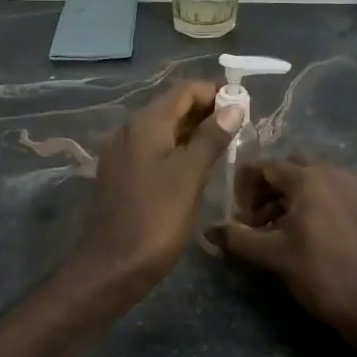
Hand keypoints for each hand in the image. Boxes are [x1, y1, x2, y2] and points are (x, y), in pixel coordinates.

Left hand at [75, 80, 240, 290]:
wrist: (112, 265)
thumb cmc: (155, 218)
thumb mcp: (189, 175)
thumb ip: (211, 138)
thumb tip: (233, 107)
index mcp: (145, 123)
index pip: (184, 91)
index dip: (215, 92)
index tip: (243, 106)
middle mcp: (129, 130)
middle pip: (172, 108)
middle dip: (206, 112)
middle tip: (240, 128)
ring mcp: (122, 154)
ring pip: (163, 131)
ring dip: (193, 132)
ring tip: (225, 147)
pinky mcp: (121, 175)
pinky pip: (154, 151)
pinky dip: (177, 151)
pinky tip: (196, 168)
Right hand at [208, 159, 356, 334]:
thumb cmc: (321, 273)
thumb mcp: (273, 256)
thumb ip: (238, 238)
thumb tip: (208, 230)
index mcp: (308, 178)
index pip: (266, 166)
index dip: (244, 184)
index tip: (235, 211)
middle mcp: (332, 173)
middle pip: (289, 168)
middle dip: (267, 188)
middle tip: (254, 218)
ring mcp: (352, 188)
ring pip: (311, 179)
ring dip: (288, 196)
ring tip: (274, 229)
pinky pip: (329, 191)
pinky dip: (310, 202)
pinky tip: (302, 232)